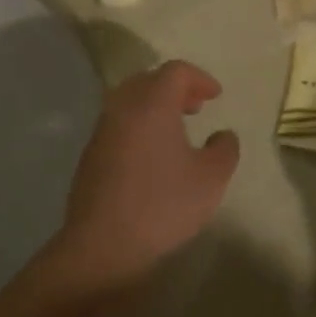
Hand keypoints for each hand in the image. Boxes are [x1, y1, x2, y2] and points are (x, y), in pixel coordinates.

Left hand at [55, 61, 240, 286]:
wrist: (103, 245)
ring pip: (130, 102)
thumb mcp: (211, 179)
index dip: (200, 78)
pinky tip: (153, 155)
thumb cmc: (163, 205)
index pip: (176, 71)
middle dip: (175, 88)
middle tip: (196, 107)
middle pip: (148, 80)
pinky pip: (118, 125)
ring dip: (155, 107)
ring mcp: (102, 132)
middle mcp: (123, 108)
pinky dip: (139, 126)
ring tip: (177, 131)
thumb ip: (225, 149)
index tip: (216, 96)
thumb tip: (223, 135)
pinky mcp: (90, 156)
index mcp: (152, 104)